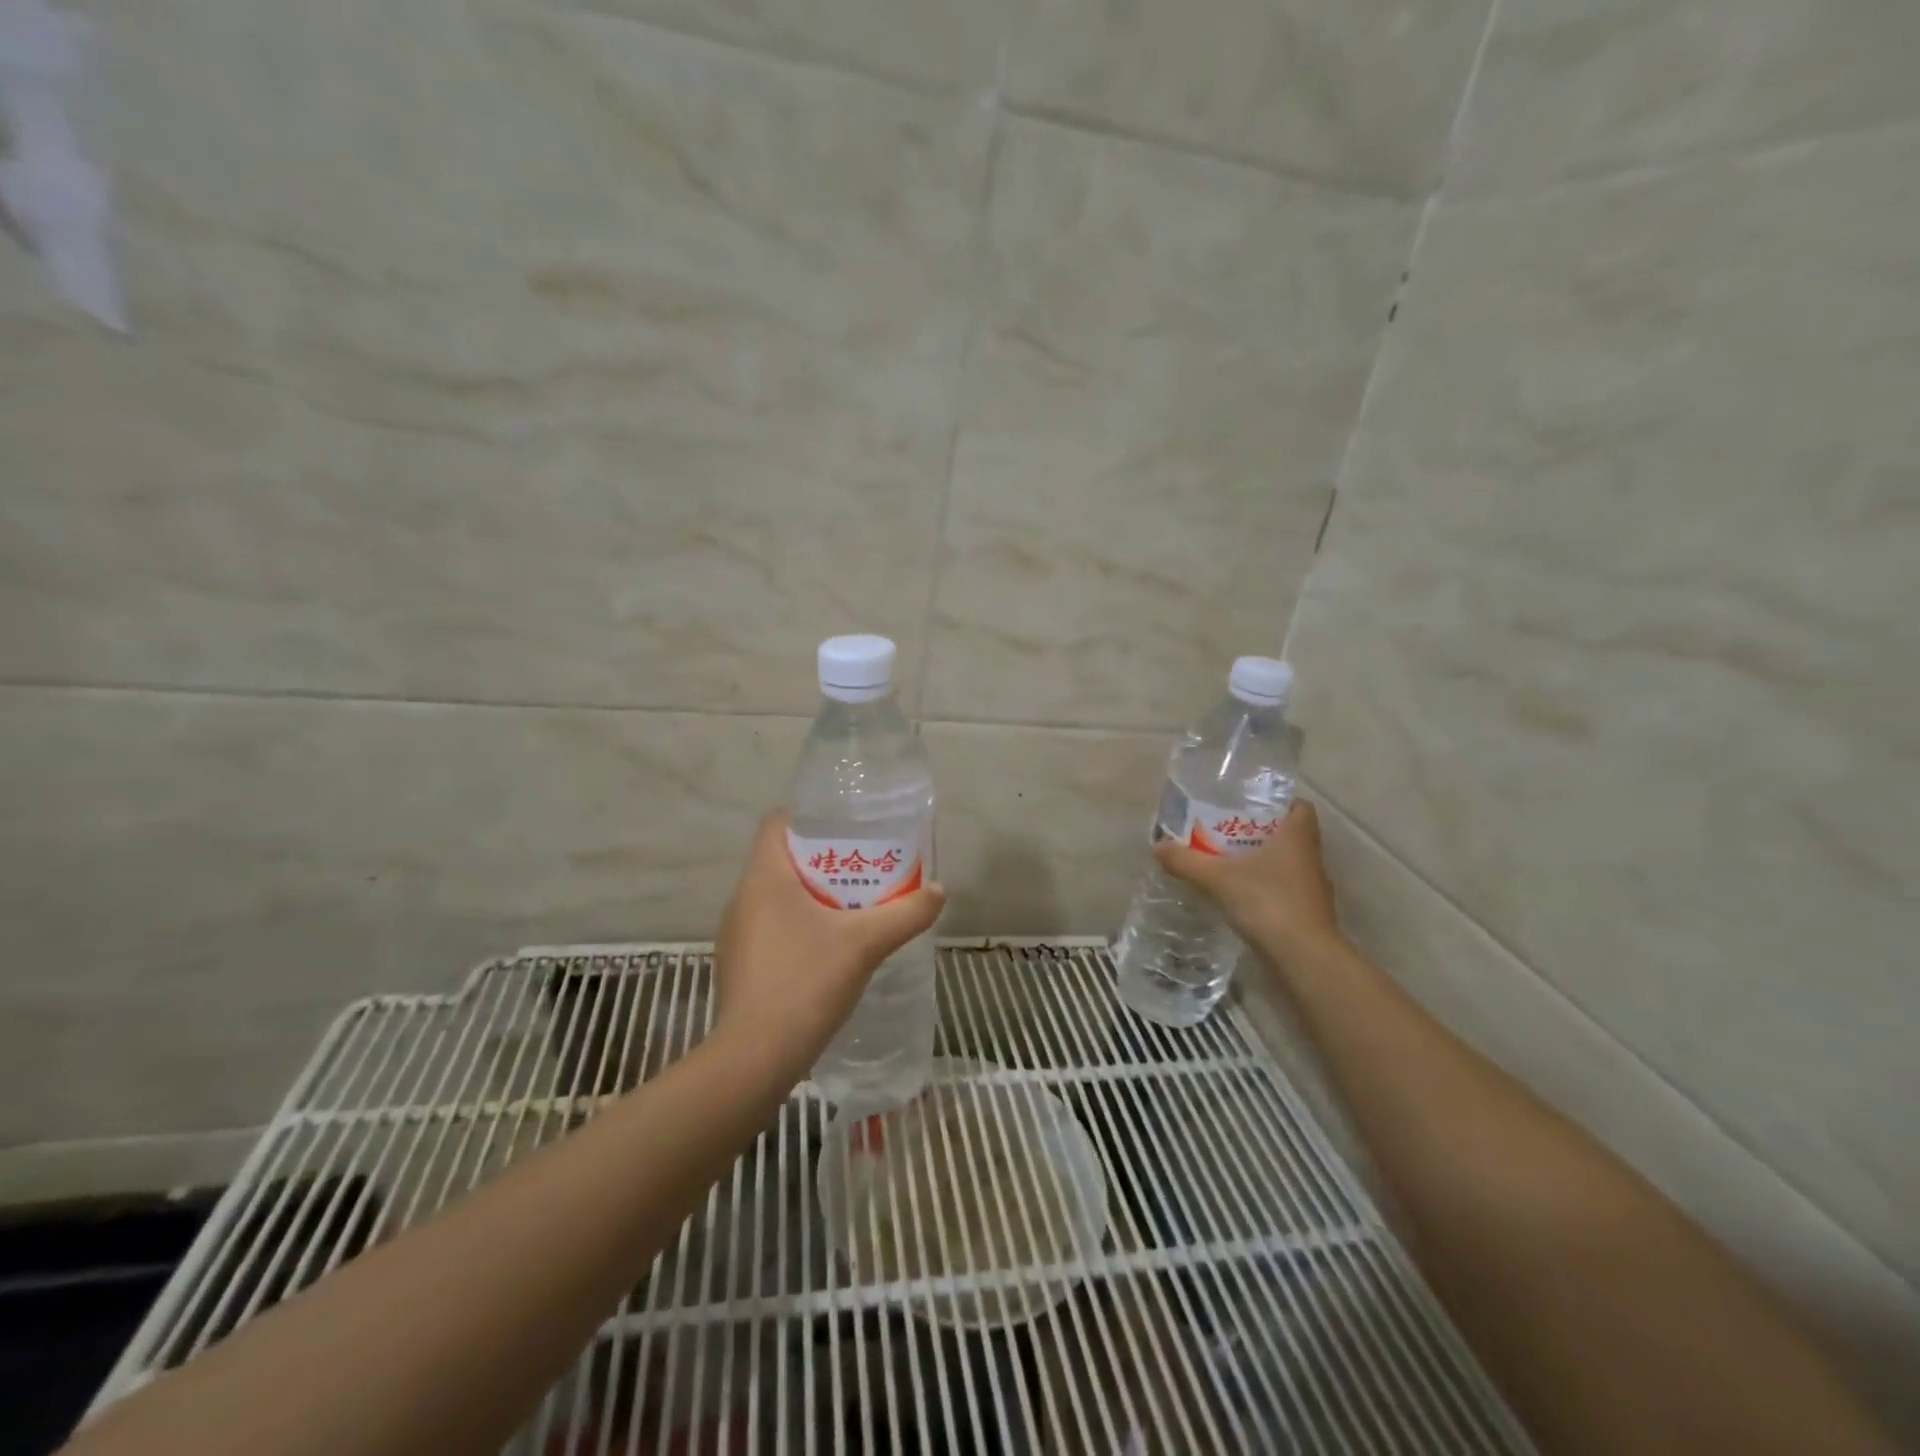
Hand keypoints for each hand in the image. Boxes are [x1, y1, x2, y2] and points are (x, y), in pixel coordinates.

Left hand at [711, 811, 945, 1082]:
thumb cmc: (806, 983)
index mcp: (764, 878)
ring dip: (813, 896)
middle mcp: (743, 898)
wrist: (755, 1058)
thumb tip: (938, 890)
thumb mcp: (866, 943)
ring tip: (853, 908)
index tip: (848, 829)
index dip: (811, 818)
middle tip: (865, 869)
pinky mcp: (740, 965)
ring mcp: (737, 934)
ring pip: (778, 897)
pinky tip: (830, 950)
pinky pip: (772, 928)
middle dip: (824, 860)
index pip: (777, 823)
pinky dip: (800, 926)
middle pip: (782, 860)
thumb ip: (907, 912)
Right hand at [1154, 799, 1343, 963]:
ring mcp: (1312, 887)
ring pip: (1288, 863)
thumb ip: (1186, 861)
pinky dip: (1265, 886)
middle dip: (1262, 831)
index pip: (1300, 806)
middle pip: (1290, 834)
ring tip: (1228, 861)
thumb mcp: (1218, 878)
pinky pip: (1285, 888)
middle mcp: (1310, 857)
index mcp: (1297, 837)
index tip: (1251, 805)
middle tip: (1228, 830)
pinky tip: (1240, 894)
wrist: (1303, 957)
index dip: (1280, 802)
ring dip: (1263, 860)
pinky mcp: (1307, 912)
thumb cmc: (1267, 902)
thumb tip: (1156, 846)